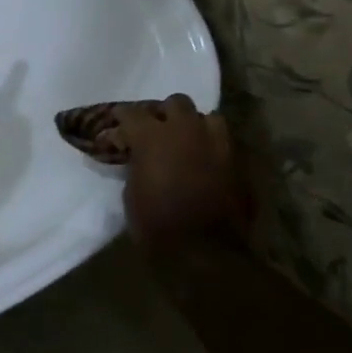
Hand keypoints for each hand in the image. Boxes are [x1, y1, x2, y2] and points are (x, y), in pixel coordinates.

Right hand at [115, 95, 250, 249]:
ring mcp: (215, 142)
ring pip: (206, 116)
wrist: (203, 250)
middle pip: (174, 103)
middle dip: (163, 114)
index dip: (121, 121)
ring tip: (185, 142)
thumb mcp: (131, 191)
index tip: (115, 133)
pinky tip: (203, 160)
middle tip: (154, 133)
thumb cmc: (156, 223)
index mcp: (152, 136)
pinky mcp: (236, 160)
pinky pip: (222, 141)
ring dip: (193, 125)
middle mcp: (185, 129)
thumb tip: (138, 156)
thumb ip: (136, 163)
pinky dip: (210, 145)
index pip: (131, 113)